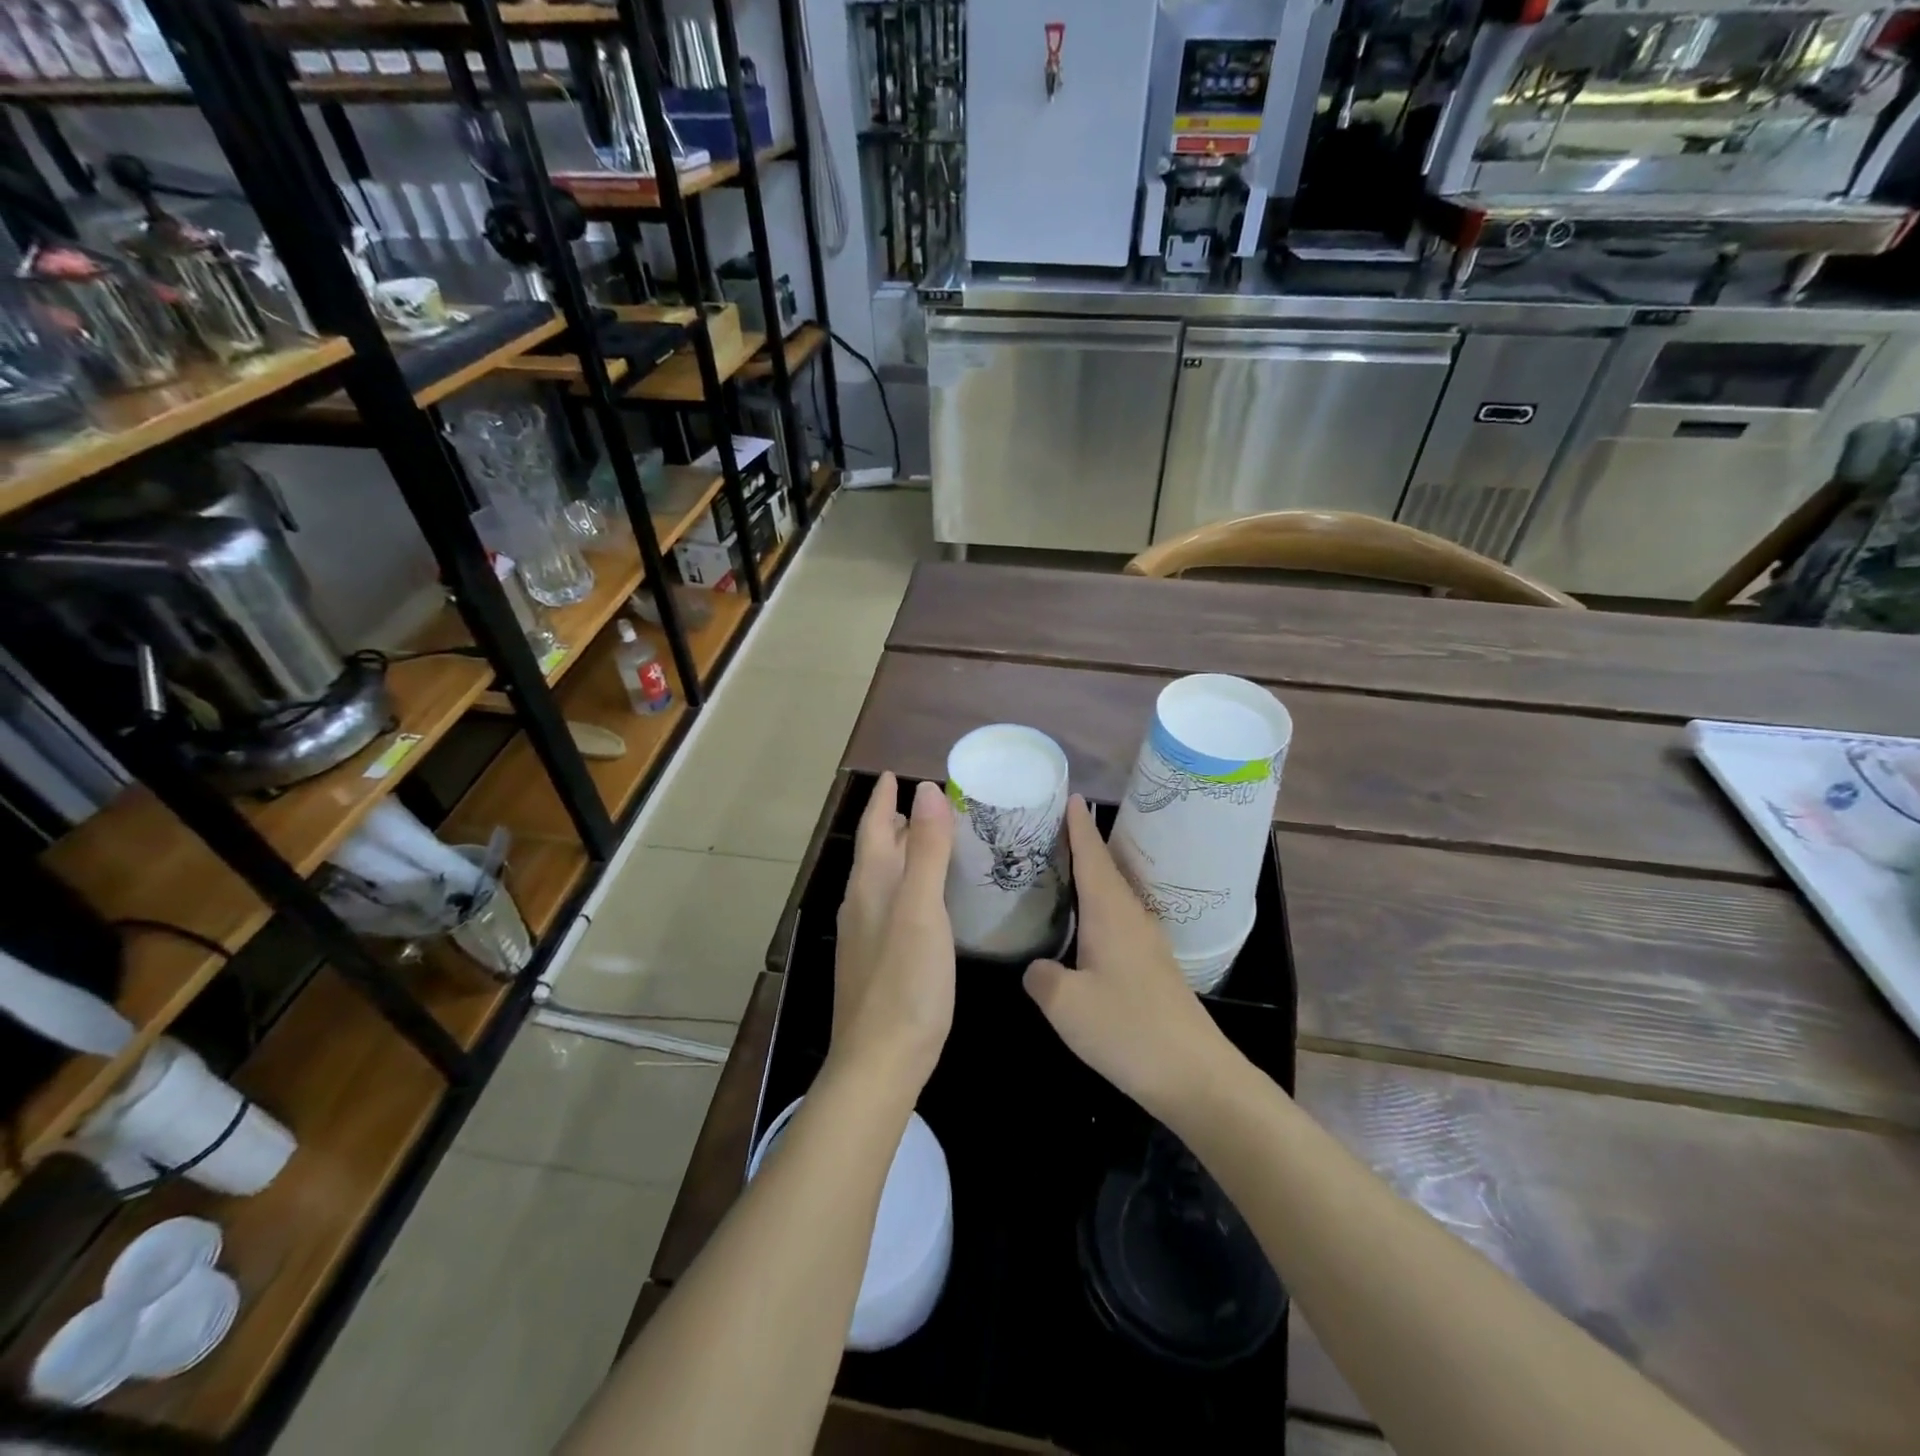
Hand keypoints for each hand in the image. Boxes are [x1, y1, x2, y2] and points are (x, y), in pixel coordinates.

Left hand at [831, 773, 955, 1093]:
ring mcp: (866, 934)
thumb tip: (928, 790)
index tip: (895, 774)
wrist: (880, 1061)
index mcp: (871, 884)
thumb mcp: (921, 909)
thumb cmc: (905, 981)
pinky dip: (909, 883)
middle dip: (896, 821)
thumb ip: (927, 850)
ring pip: (884, 877)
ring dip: (903, 852)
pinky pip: (892, 903)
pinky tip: (928, 897)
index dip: (884, 799)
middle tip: (929, 802)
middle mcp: (862, 902)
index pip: (874, 827)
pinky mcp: (877, 959)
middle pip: (877, 849)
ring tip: (933, 840)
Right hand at [1024, 797, 1233, 1119]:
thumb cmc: (1127, 1030)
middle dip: (1080, 844)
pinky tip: (1083, 923)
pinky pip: (1117, 920)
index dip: (1078, 826)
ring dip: (1089, 876)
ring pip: (1112, 895)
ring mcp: (1146, 943)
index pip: (1091, 856)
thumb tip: (1037, 967)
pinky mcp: (1151, 967)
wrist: (1195, 1076)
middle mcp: (1131, 918)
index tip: (1068, 795)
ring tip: (1059, 867)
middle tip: (1048, 827)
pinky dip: (1097, 907)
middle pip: (1104, 869)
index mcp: (1110, 914)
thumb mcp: (1065, 1005)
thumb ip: (1042, 977)